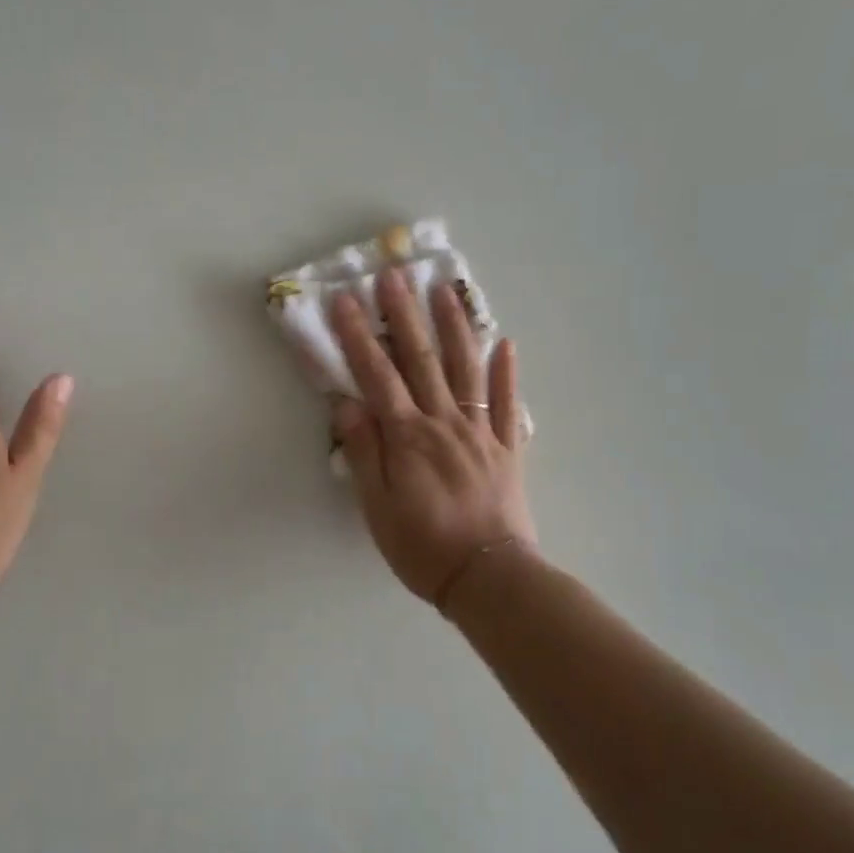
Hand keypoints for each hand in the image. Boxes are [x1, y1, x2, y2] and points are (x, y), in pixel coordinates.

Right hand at [329, 268, 536, 606]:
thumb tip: (345, 402)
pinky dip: (507, 372)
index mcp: (408, 436)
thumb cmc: (421, 546)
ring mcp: (481, 432)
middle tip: (393, 275)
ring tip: (445, 290)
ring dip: (455, 327)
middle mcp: (444, 422)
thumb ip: (362, 451)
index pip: (377, 375)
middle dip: (404, 315)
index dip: (359, 336)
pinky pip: (508, 404)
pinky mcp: (508, 448)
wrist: (488, 577)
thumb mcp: (375, 505)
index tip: (345, 300)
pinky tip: (506, 342)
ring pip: (467, 369)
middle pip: (421, 360)